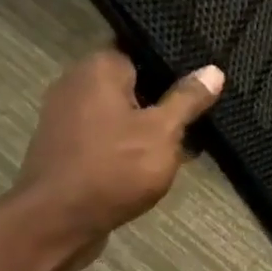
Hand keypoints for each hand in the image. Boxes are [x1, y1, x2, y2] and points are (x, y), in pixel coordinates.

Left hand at [14, 48, 223, 268]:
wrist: (59, 220)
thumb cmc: (115, 168)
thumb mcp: (163, 133)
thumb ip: (187, 100)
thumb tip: (213, 71)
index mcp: (99, 68)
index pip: (141, 50)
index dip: (172, 65)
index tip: (200, 82)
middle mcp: (76, 83)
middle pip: (131, 82)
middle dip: (163, 100)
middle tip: (199, 116)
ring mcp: (66, 116)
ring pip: (119, 111)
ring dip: (147, 126)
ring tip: (183, 143)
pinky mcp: (66, 146)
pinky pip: (106, 135)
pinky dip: (128, 144)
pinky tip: (153, 162)